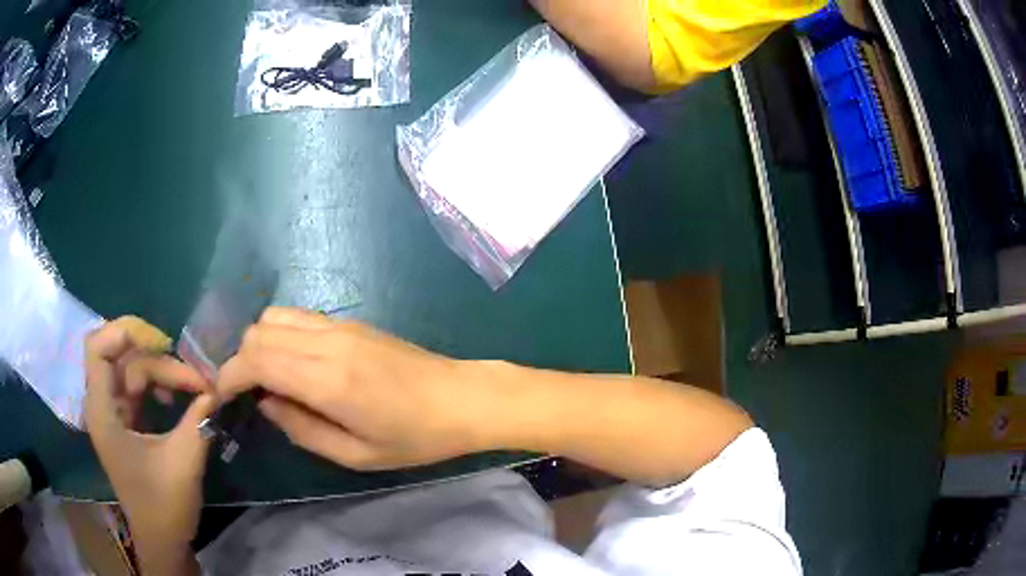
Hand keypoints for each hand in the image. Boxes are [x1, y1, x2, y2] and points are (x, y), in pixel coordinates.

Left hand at [84, 318, 215, 547]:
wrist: (162, 540)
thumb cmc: (164, 506)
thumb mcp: (183, 462)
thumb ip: (198, 419)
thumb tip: (218, 386)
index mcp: (103, 412)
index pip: (98, 348)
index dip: (124, 332)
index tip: (163, 341)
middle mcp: (103, 405)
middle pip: (125, 359)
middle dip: (161, 361)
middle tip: (198, 379)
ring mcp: (113, 413)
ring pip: (133, 371)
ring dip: (163, 373)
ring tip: (193, 389)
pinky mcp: (125, 422)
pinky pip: (138, 388)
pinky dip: (158, 385)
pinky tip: (175, 399)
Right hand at [217, 308, 493, 469]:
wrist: (461, 398)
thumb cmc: (415, 438)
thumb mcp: (356, 454)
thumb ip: (302, 429)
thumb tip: (265, 404)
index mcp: (326, 378)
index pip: (255, 359)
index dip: (229, 375)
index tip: (221, 396)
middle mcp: (327, 341)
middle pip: (258, 332)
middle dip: (240, 361)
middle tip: (245, 394)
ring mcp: (340, 325)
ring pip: (275, 317)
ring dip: (259, 344)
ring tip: (266, 379)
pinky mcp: (351, 322)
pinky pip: (299, 317)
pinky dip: (280, 334)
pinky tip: (292, 363)